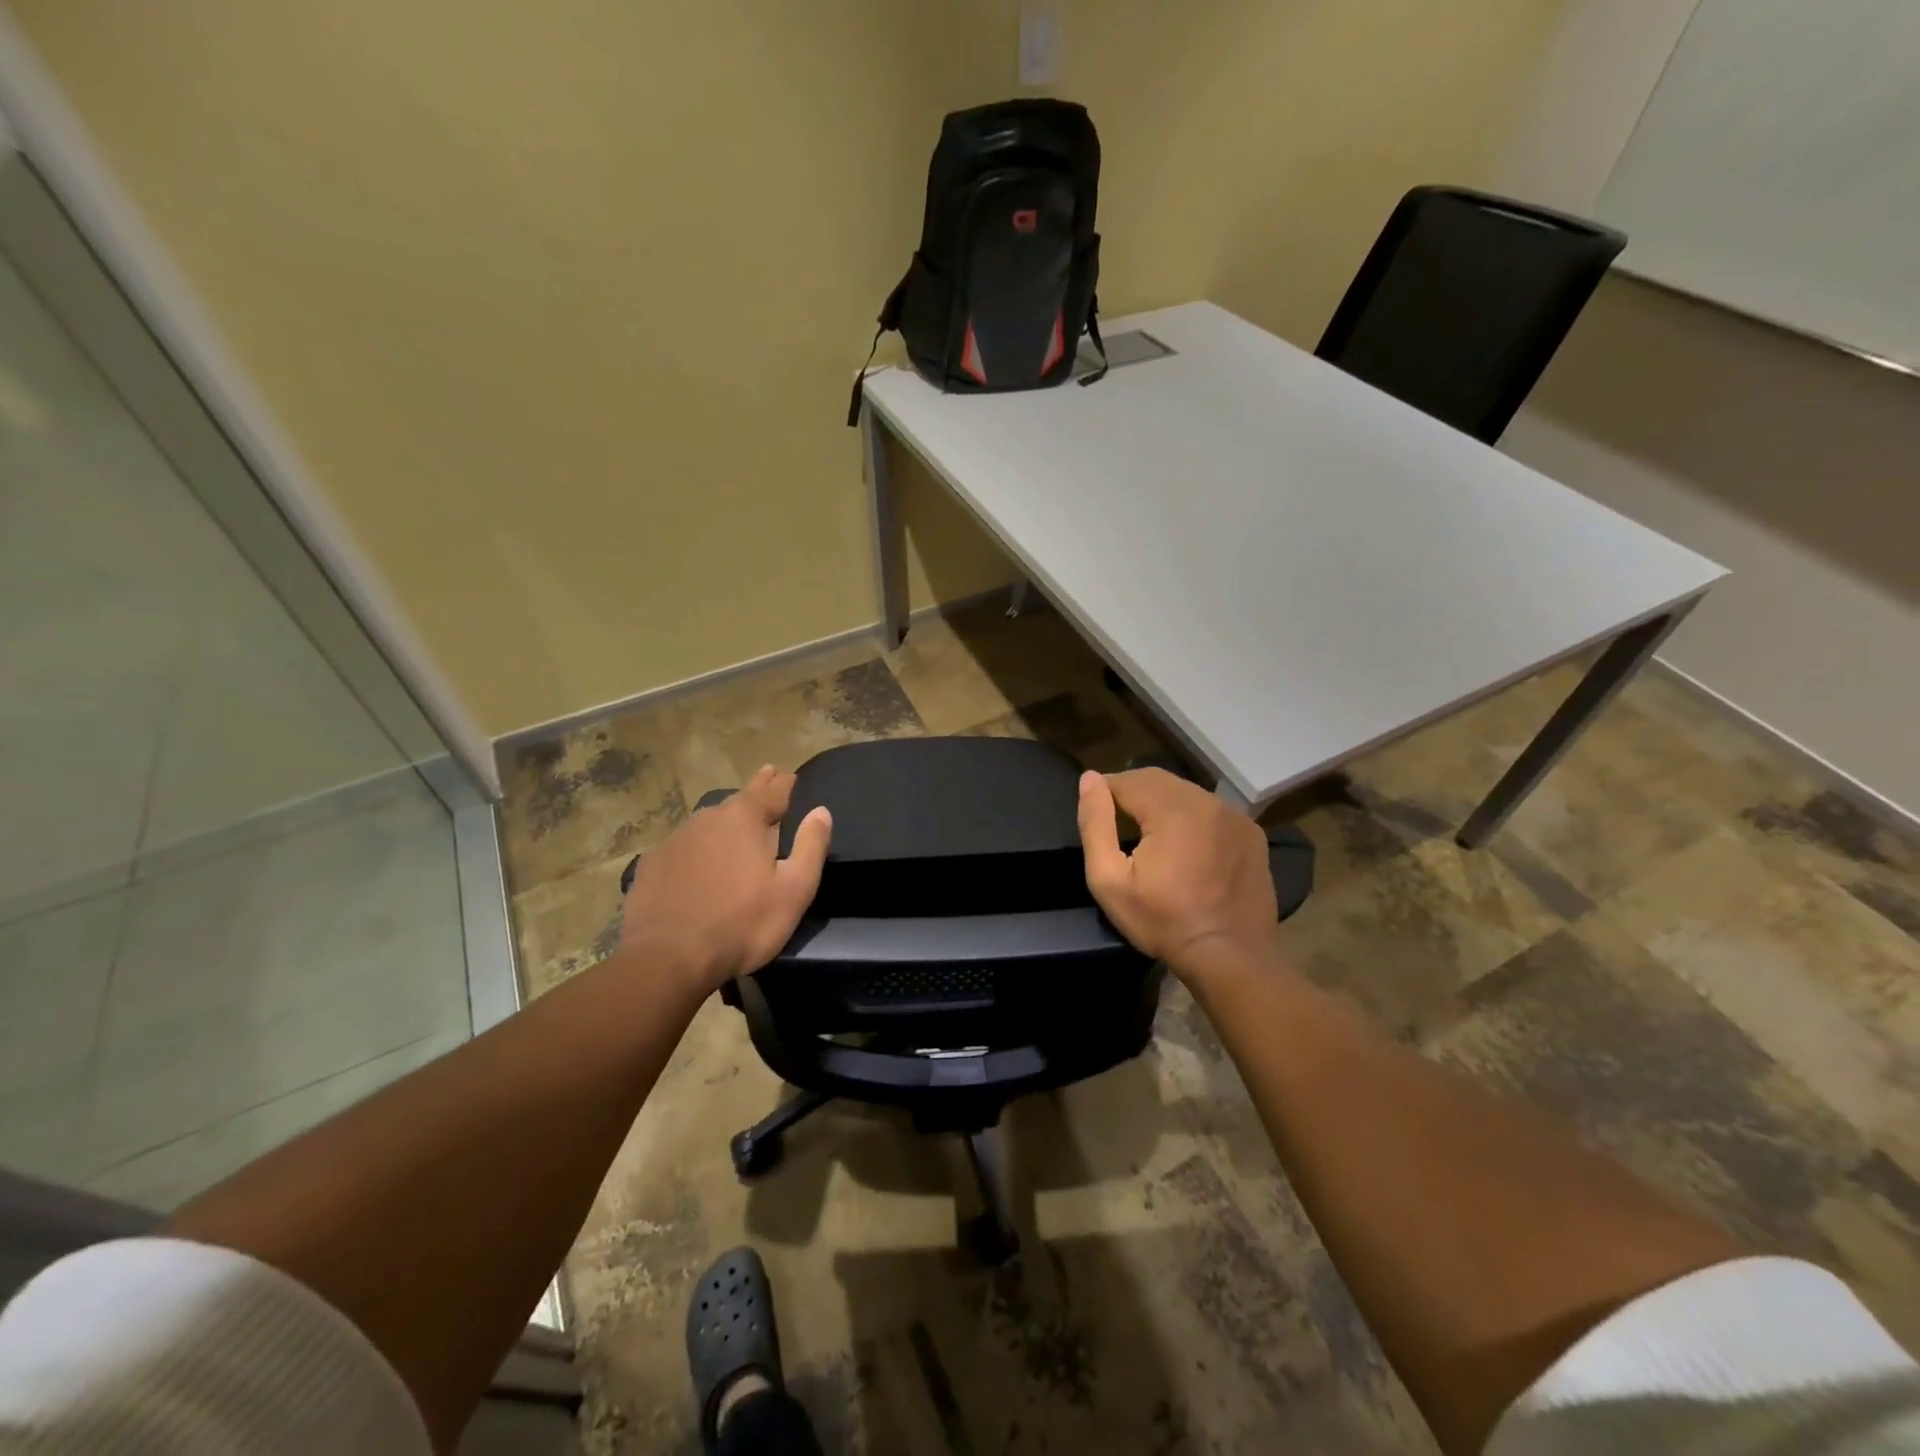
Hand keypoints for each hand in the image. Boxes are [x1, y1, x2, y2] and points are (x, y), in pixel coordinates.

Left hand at [620, 765, 832, 994]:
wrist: (667, 959)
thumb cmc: (742, 924)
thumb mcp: (794, 890)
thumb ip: (811, 846)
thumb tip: (821, 811)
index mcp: (745, 819)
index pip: (774, 789)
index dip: (786, 783)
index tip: (791, 776)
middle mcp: (708, 818)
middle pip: (740, 798)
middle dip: (757, 788)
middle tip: (768, 776)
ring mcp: (675, 840)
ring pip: (709, 822)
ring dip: (725, 821)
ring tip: (736, 824)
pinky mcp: (651, 865)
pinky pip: (683, 847)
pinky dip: (696, 848)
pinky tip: (697, 862)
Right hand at [1076, 768, 1283, 979]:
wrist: (1231, 958)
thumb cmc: (1163, 921)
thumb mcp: (1110, 881)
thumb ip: (1095, 824)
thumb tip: (1088, 779)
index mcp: (1172, 809)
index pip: (1126, 780)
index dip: (1105, 793)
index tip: (1097, 816)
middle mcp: (1207, 801)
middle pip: (1157, 780)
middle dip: (1132, 793)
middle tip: (1118, 824)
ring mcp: (1234, 815)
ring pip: (1185, 791)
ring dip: (1162, 802)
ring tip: (1149, 834)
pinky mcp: (1251, 832)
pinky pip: (1211, 809)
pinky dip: (1191, 816)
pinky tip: (1185, 844)